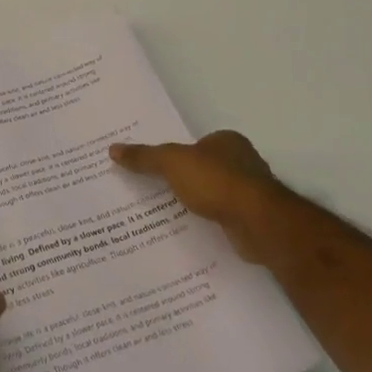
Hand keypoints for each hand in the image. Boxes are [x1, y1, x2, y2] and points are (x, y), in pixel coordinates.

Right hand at [110, 130, 287, 263]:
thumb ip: (144, 157)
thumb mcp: (171, 163)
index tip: (154, 168)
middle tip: (153, 190)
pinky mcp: (253, 219)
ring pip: (214, 194)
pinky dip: (208, 222)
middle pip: (204, 169)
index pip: (195, 144)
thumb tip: (113, 149)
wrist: (257, 222)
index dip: (175, 155)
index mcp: (227, 141)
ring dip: (196, 203)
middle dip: (184, 180)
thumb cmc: (216, 181)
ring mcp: (250, 192)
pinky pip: (222, 216)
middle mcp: (243, 162)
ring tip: (166, 213)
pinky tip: (190, 230)